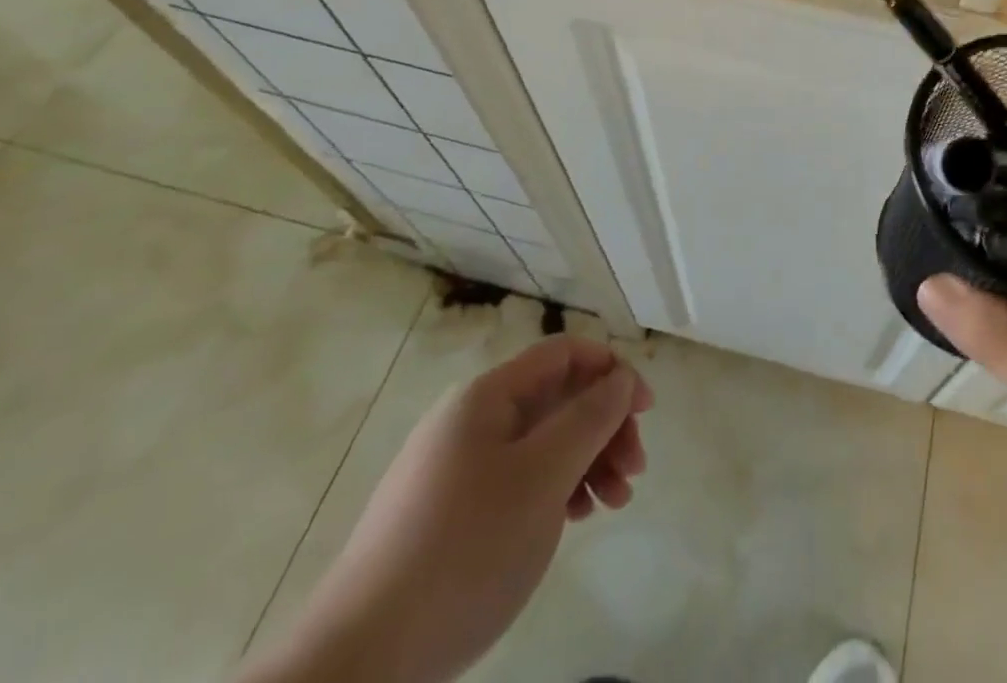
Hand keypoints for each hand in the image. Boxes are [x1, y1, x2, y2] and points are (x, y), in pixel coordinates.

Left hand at [239, 336, 652, 682]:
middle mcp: (471, 420)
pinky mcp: (450, 513)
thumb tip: (620, 377)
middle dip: (604, 427)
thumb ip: (589, 418)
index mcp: (487, 397)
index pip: (563, 354)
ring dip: (587, 461)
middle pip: (556, 399)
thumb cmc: (465, 550)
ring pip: (541, 443)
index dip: (611, 370)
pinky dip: (555, 490)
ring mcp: (457, 468)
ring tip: (614, 503)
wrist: (360, 662)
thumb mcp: (542, 477)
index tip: (646, 411)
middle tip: (635, 471)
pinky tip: (576, 518)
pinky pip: (518, 480)